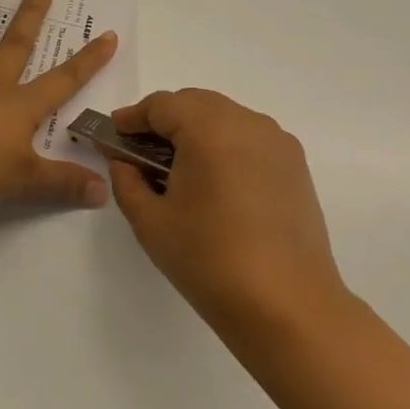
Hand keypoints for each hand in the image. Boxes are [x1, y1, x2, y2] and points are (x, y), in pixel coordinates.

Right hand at [103, 89, 351, 335]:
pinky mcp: (295, 165)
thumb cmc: (210, 261)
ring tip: (176, 167)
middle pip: (196, 103)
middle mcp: (248, 123)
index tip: (114, 134)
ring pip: (226, 118)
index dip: (133, 117)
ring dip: (196, 130)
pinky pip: (250, 138)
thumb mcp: (151, 222)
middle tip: (140, 150)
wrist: (287, 304)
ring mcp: (278, 142)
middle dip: (165, 120)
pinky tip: (213, 181)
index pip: (163, 105)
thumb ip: (128, 181)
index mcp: (210, 129)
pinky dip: (225, 145)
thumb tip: (124, 161)